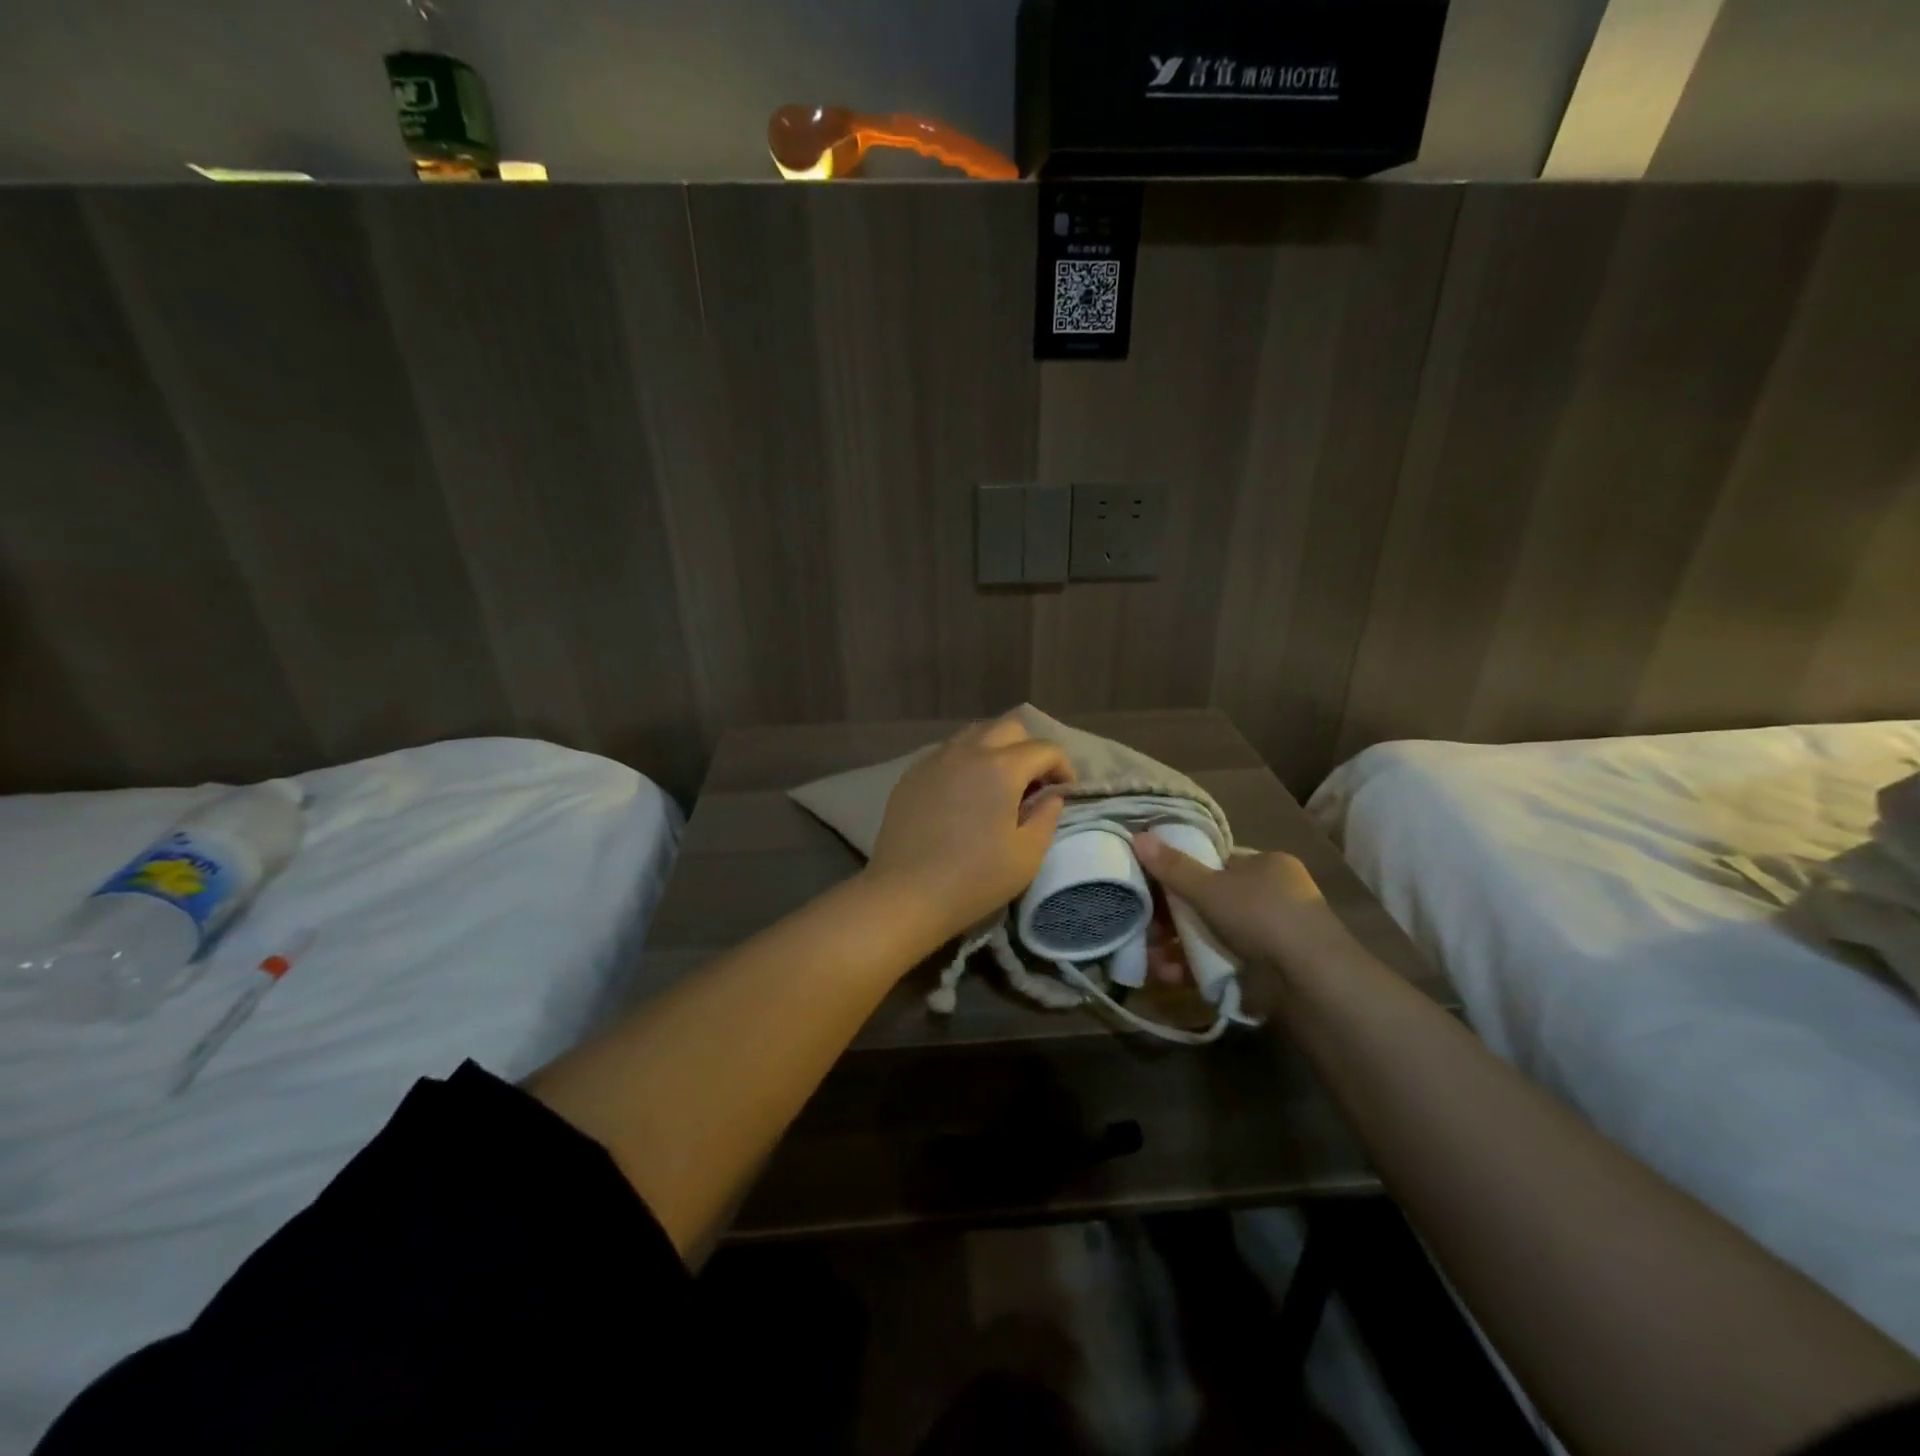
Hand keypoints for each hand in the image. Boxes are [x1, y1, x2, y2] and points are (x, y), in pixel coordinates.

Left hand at [865, 716, 1073, 942]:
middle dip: (1029, 749)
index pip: (1044, 749)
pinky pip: (947, 753)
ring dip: (996, 750)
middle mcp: (967, 751)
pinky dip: (965, 762)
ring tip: (998, 785)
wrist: (905, 894)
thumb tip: (1050, 796)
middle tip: (1033, 784)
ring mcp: (934, 760)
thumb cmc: (974, 879)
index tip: (1064, 793)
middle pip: (1009, 727)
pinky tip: (964, 795)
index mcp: (1001, 767)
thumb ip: (1046, 817)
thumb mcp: (1027, 855)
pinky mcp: (911, 775)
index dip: (1063, 767)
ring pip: (974, 734)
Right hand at [1130, 834, 1355, 977]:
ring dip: (1179, 946)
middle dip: (1174, 917)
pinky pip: (1222, 961)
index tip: (1153, 888)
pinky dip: (1196, 967)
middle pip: (1211, 901)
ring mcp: (1272, 935)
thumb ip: (1173, 867)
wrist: (1311, 981)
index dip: (1183, 873)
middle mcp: (1273, 895)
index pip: (1217, 862)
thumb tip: (1138, 836)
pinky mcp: (1268, 970)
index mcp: (1267, 864)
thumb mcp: (1210, 888)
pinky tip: (1170, 975)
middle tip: (1147, 928)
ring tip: (1152, 959)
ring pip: (1213, 934)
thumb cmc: (1261, 917)